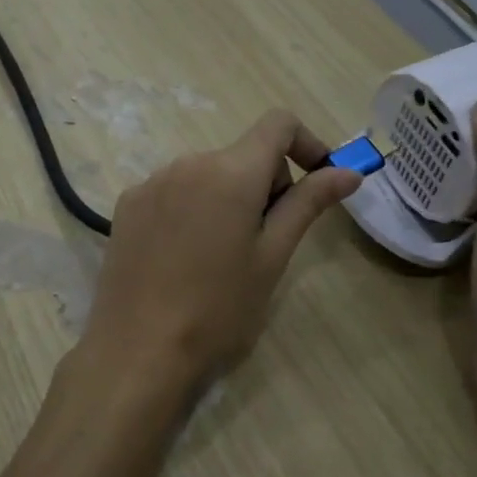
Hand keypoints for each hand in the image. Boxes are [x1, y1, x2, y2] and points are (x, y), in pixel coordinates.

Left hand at [76, 110, 362, 403]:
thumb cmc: (219, 310)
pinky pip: (175, 191)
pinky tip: (185, 257)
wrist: (138, 353)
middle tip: (267, 242)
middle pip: (243, 154)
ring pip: (209, 174)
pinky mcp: (127, 205)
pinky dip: (194, 209)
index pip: (278, 123)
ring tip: (223, 257)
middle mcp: (188, 163)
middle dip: (267, 184)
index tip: (317, 182)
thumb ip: (309, 204)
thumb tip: (349, 172)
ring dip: (229, 197)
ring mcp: (152, 183)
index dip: (307, 143)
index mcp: (230, 172)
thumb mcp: (272, 257)